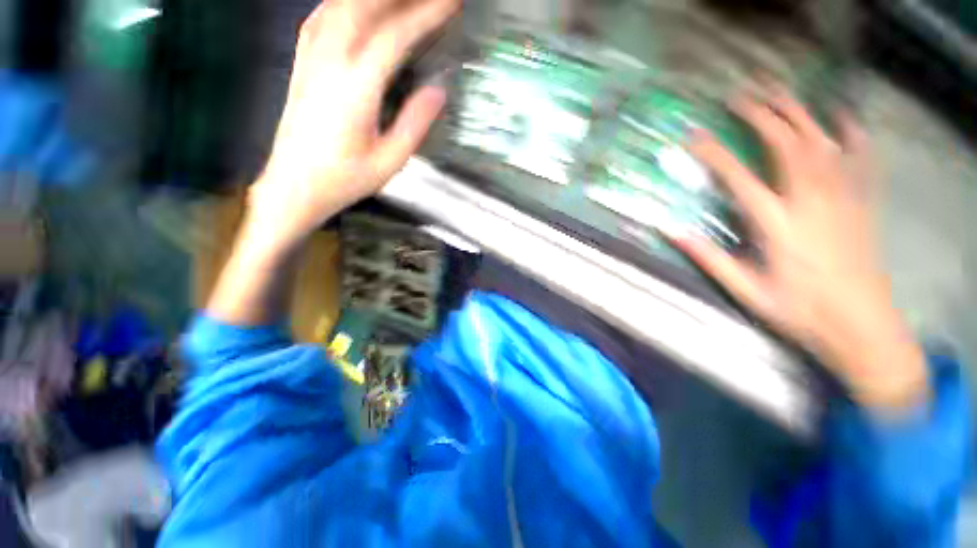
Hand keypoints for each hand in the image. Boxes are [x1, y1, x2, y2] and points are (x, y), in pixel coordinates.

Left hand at [247, 0, 457, 250]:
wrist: (294, 186)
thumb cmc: (344, 179)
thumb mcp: (390, 161)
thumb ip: (415, 124)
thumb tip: (439, 91)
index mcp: (356, 88)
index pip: (395, 35)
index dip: (426, 14)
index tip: (452, 2)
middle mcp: (330, 61)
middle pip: (365, 5)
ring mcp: (311, 58)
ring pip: (341, 4)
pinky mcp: (302, 63)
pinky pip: (323, 15)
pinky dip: (345, 1)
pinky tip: (359, 4)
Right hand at [676, 85, 928, 412]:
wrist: (861, 325)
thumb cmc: (800, 311)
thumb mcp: (746, 291)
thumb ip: (710, 259)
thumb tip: (672, 232)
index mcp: (778, 226)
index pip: (740, 178)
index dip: (714, 154)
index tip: (693, 136)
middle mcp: (812, 201)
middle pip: (787, 144)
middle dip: (760, 115)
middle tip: (738, 96)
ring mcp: (844, 197)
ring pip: (821, 140)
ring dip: (797, 111)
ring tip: (777, 91)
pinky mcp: (863, 200)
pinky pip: (861, 155)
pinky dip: (851, 130)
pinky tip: (840, 115)